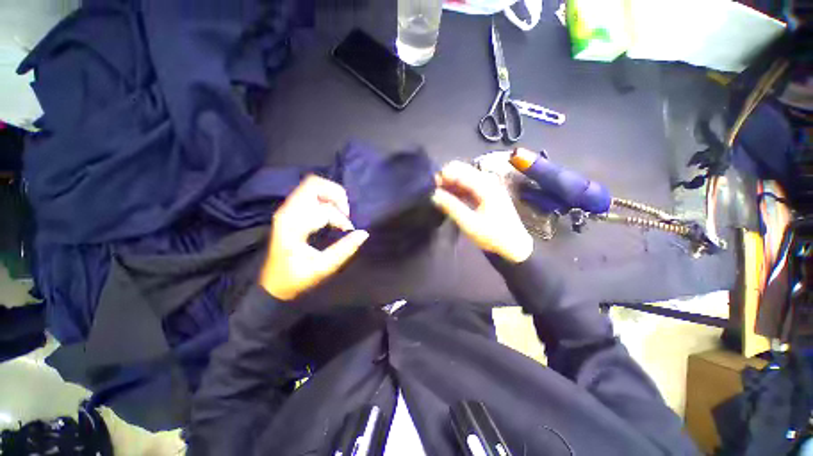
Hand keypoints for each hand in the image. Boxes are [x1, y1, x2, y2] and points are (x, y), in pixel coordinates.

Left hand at [261, 175, 368, 300]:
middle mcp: (287, 211)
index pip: (323, 209)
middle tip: (346, 212)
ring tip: (341, 213)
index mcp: (293, 225)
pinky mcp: (290, 211)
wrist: (272, 284)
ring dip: (331, 195)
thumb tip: (364, 233)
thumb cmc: (296, 277)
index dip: (341, 218)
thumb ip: (345, 249)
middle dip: (336, 194)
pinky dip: (325, 198)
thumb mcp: (323, 267)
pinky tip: (331, 213)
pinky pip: (309, 193)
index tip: (348, 231)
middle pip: (314, 184)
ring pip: (311, 186)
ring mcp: (286, 209)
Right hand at [432, 161, 532, 262]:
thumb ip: (451, 207)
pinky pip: (468, 185)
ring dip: (450, 183)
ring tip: (438, 194)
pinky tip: (448, 196)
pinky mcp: (486, 193)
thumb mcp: (469, 223)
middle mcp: (488, 181)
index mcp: (485, 186)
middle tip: (433, 190)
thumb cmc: (492, 236)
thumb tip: (434, 194)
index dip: (443, 175)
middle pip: (462, 170)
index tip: (429, 185)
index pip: (460, 171)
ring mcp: (488, 186)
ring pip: (464, 177)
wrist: (513, 246)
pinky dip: (457, 189)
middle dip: (446, 178)